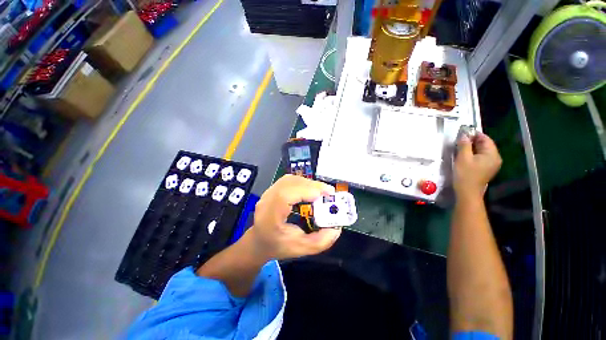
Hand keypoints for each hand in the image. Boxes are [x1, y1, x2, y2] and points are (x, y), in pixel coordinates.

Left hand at [249, 175, 341, 259]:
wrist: (259, 242)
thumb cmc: (278, 246)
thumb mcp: (302, 249)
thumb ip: (322, 241)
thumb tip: (337, 227)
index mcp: (270, 215)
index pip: (286, 194)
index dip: (306, 190)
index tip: (326, 193)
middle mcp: (267, 200)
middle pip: (290, 183)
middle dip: (312, 185)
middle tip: (329, 193)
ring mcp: (268, 192)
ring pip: (290, 179)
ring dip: (308, 183)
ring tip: (321, 191)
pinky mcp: (272, 189)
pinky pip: (289, 180)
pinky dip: (302, 182)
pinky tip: (310, 190)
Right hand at [454, 132, 501, 198]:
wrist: (467, 192)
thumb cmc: (465, 175)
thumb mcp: (463, 158)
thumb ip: (464, 145)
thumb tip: (464, 135)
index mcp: (492, 154)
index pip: (485, 139)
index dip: (474, 134)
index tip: (463, 133)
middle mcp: (495, 158)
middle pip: (485, 145)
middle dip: (473, 141)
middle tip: (460, 140)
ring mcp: (492, 164)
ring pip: (482, 151)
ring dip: (472, 148)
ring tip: (460, 147)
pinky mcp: (486, 169)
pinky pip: (481, 157)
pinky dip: (473, 154)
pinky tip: (465, 156)